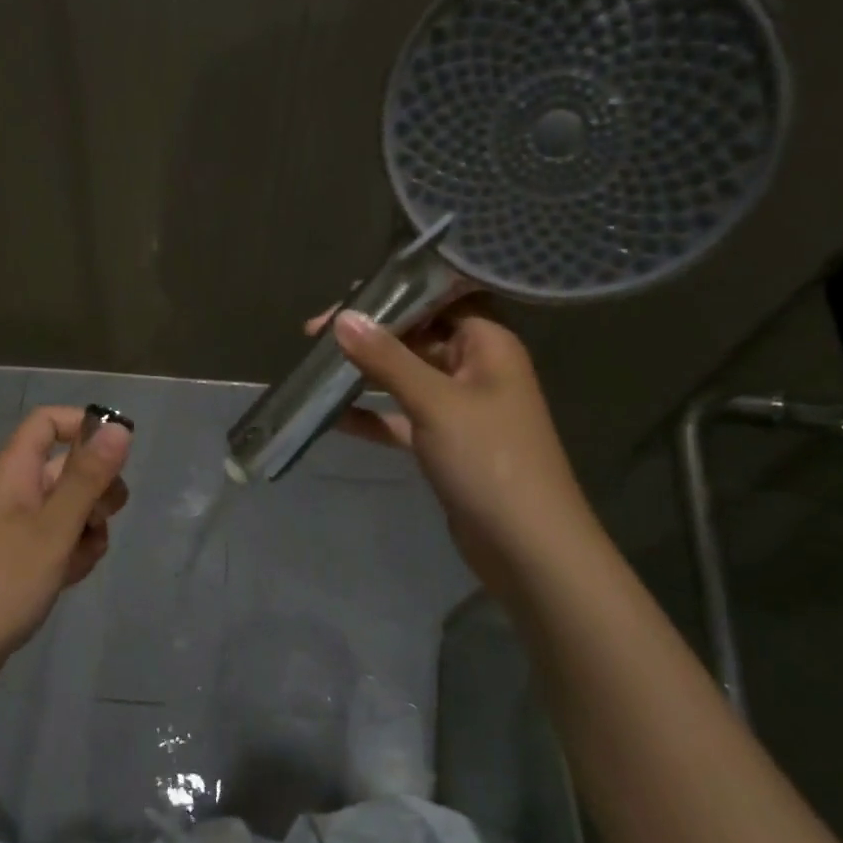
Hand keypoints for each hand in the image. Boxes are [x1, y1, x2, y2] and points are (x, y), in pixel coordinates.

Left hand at [0, 406, 131, 690]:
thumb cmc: (1, 582)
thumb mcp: (54, 528)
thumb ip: (87, 478)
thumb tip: (120, 428)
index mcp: (14, 471)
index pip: (48, 422)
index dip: (83, 428)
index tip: (116, 455)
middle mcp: (16, 491)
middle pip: (68, 468)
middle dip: (97, 491)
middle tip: (101, 519)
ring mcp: (18, 528)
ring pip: (71, 509)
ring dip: (88, 529)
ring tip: (79, 558)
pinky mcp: (21, 560)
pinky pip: (60, 541)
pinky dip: (73, 554)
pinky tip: (69, 578)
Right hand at [312, 302, 594, 583]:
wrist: (528, 548)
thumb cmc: (490, 461)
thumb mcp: (435, 402)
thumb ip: (388, 359)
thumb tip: (343, 317)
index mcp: (488, 344)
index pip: (438, 298)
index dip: (392, 294)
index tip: (342, 301)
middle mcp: (476, 368)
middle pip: (417, 336)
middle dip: (369, 334)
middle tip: (314, 336)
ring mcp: (460, 408)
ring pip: (406, 377)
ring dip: (366, 373)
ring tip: (316, 368)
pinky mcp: (445, 443)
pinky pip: (402, 417)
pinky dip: (372, 415)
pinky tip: (333, 415)